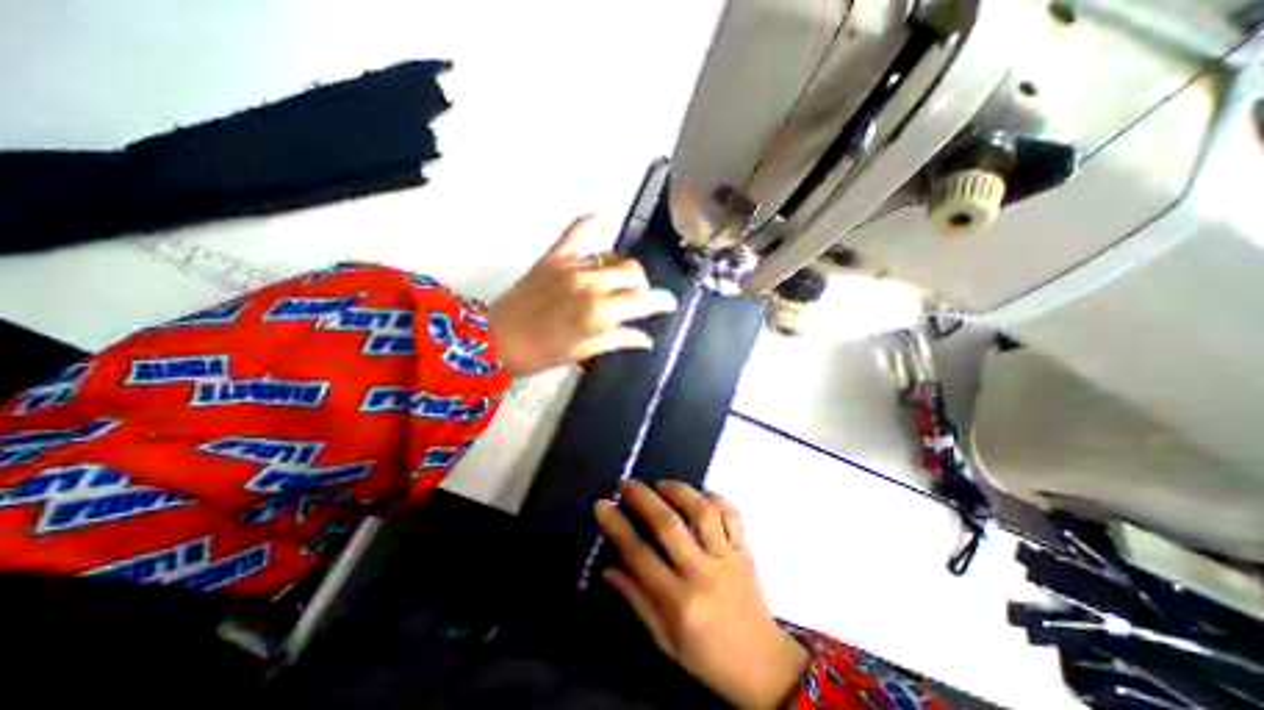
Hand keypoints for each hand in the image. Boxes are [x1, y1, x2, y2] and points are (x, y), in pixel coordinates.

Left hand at [486, 216, 682, 378]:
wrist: (496, 341)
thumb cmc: (543, 354)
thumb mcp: (585, 352)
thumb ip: (619, 340)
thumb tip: (646, 340)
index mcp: (601, 311)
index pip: (643, 300)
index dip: (661, 301)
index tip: (670, 303)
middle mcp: (591, 283)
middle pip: (632, 273)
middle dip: (642, 285)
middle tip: (639, 298)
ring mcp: (571, 266)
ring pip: (611, 257)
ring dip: (623, 269)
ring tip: (620, 281)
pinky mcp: (553, 258)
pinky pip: (574, 233)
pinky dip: (589, 222)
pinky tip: (602, 213)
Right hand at [596, 481, 807, 706]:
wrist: (763, 666)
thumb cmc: (708, 657)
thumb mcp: (665, 640)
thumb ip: (637, 600)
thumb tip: (607, 569)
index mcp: (680, 603)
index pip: (640, 555)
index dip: (618, 526)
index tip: (603, 506)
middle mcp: (703, 574)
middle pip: (669, 525)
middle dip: (643, 498)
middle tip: (625, 484)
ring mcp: (728, 558)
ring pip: (703, 512)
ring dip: (679, 491)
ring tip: (661, 484)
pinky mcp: (745, 550)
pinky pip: (731, 514)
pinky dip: (714, 497)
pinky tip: (699, 494)